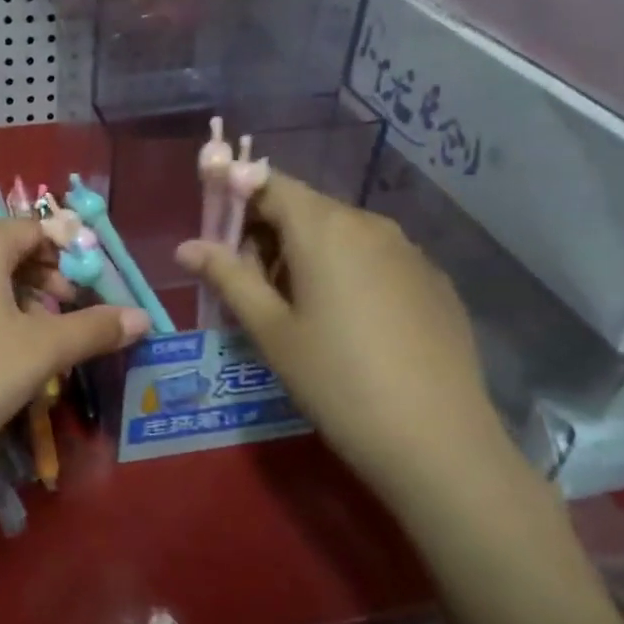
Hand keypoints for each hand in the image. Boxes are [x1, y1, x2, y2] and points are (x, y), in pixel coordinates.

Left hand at [0, 218, 147, 506]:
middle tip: (78, 314)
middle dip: (52, 278)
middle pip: (13, 251)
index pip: (37, 228)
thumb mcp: (41, 351)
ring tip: (50, 338)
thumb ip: (94, 329)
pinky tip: (9, 356)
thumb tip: (144, 317)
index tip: (99, 285)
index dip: (73, 252)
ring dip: (27, 302)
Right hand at [176, 171, 509, 497]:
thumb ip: (228, 277)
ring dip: (307, 252)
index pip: (268, 183)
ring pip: (342, 232)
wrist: (437, 440)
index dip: (235, 195)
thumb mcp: (271, 331)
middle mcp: (369, 223)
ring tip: (297, 309)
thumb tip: (186, 246)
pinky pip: (376, 257)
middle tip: (249, 282)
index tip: (216, 229)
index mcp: (323, 228)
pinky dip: (348, 270)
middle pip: (305, 207)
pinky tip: (349, 323)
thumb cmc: (336, 381)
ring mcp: (409, 250)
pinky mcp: (433, 279)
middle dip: (268, 231)